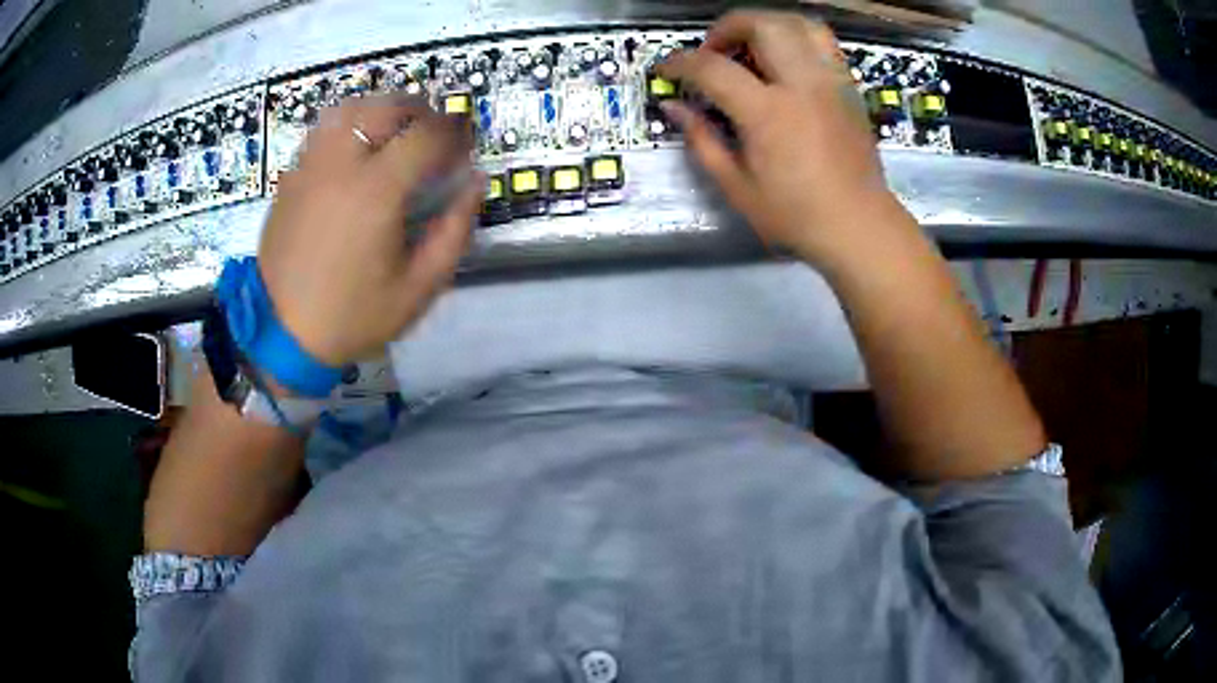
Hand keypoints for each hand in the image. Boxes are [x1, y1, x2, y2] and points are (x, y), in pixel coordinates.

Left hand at [258, 95, 482, 366]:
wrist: (281, 334)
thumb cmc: (352, 315)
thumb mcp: (418, 288)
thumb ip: (454, 231)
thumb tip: (475, 183)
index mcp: (376, 191)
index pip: (427, 134)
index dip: (455, 132)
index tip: (466, 144)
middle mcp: (341, 165)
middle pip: (387, 107)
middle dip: (421, 112)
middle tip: (434, 135)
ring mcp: (310, 166)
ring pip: (350, 109)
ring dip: (382, 111)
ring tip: (396, 133)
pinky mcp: (291, 177)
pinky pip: (323, 131)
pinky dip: (349, 127)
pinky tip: (357, 152)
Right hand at [659, 11, 906, 266]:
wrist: (859, 227)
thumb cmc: (796, 216)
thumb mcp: (737, 187)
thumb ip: (702, 140)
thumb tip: (675, 106)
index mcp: (769, 113)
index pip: (712, 67)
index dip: (680, 63)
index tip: (666, 70)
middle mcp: (802, 85)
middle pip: (760, 24)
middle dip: (726, 28)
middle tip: (713, 52)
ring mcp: (830, 82)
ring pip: (797, 23)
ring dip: (765, 24)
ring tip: (751, 46)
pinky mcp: (848, 88)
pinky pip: (822, 42)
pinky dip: (795, 37)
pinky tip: (784, 61)